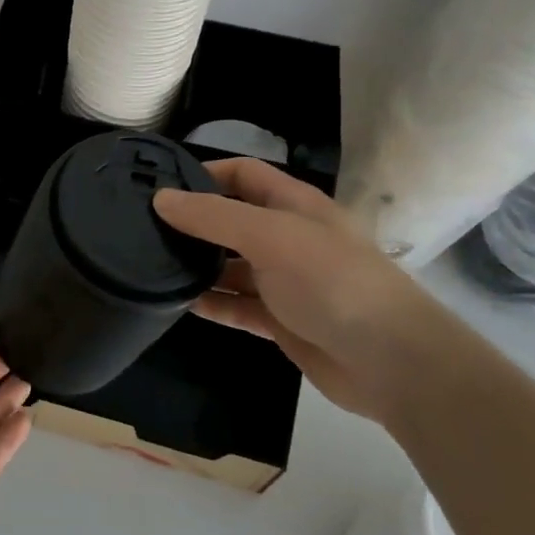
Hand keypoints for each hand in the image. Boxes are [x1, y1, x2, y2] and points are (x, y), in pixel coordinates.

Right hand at [153, 158, 486, 423]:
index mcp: (293, 205)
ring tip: (152, 266)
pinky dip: (213, 303)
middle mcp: (288, 237)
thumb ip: (213, 217)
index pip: (243, 174)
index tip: (161, 186)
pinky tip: (179, 304)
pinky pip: (238, 305)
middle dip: (194, 223)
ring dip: (199, 266)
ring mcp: (286, 281)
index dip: (205, 173)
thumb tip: (161, 198)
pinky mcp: (282, 321)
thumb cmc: (331, 281)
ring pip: (232, 266)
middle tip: (144, 229)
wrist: (390, 361)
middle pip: (233, 220)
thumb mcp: (269, 236)